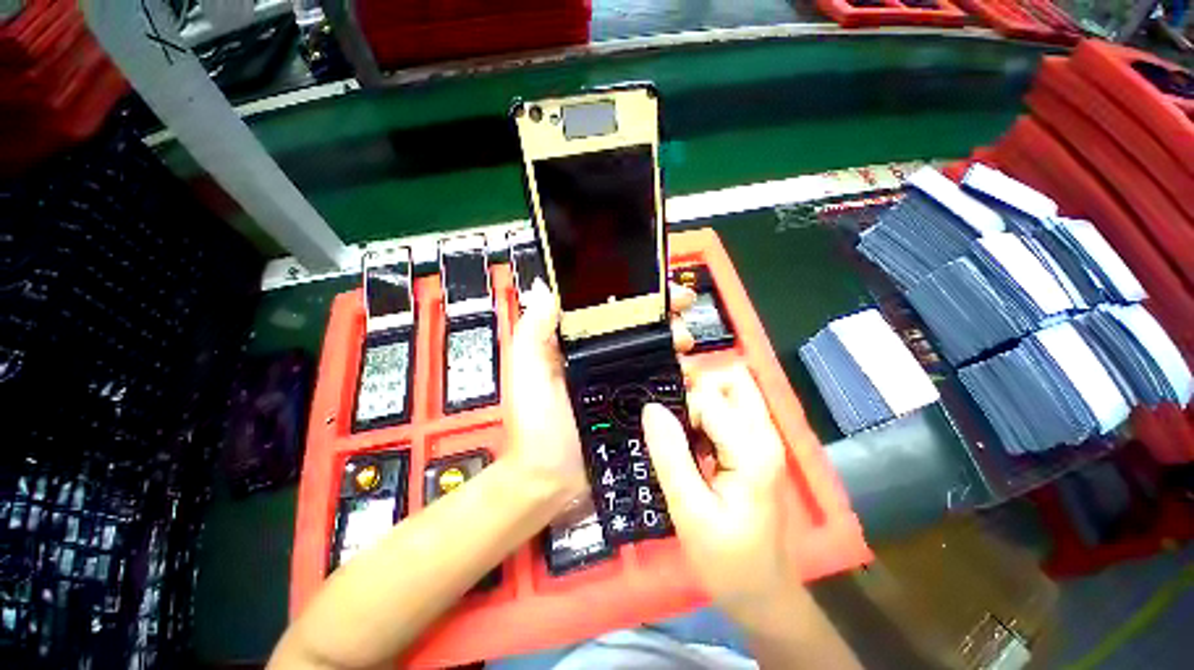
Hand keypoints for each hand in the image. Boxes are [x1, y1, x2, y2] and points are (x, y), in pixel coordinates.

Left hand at [506, 279, 695, 502]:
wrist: (552, 478)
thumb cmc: (536, 423)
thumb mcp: (527, 370)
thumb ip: (533, 331)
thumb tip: (546, 288)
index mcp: (579, 343)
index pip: (610, 308)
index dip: (634, 294)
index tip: (658, 288)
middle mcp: (604, 356)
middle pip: (639, 325)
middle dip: (664, 315)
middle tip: (678, 317)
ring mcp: (624, 380)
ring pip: (656, 350)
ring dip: (674, 341)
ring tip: (684, 343)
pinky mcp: (638, 404)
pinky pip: (662, 382)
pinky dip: (678, 373)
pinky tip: (688, 372)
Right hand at [641, 365, 791, 615]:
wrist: (763, 593)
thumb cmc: (727, 560)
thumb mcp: (689, 511)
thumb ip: (670, 455)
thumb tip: (651, 408)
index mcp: (752, 449)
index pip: (710, 399)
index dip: (680, 407)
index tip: (659, 428)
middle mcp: (764, 435)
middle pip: (733, 380)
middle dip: (697, 385)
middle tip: (668, 412)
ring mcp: (764, 440)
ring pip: (732, 391)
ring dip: (701, 398)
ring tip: (675, 428)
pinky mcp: (756, 447)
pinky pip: (731, 410)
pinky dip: (707, 412)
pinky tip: (690, 440)